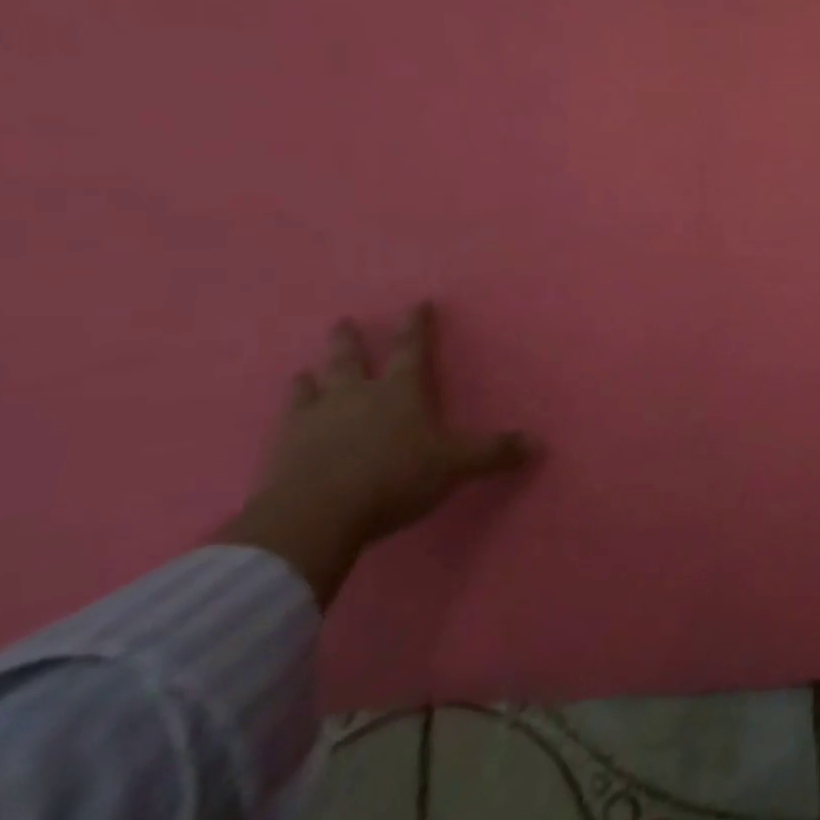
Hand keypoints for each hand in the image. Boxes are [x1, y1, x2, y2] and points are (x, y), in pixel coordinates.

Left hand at [222, 303, 532, 607]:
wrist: (314, 517)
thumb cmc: (393, 479)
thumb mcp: (453, 466)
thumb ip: (491, 453)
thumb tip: (537, 443)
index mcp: (399, 391)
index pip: (411, 349)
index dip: (416, 325)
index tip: (417, 303)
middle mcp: (355, 395)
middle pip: (350, 359)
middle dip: (349, 340)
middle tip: (343, 322)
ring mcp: (314, 419)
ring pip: (312, 386)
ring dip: (311, 376)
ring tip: (305, 370)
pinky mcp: (282, 448)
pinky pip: (284, 422)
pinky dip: (288, 413)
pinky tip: (283, 418)